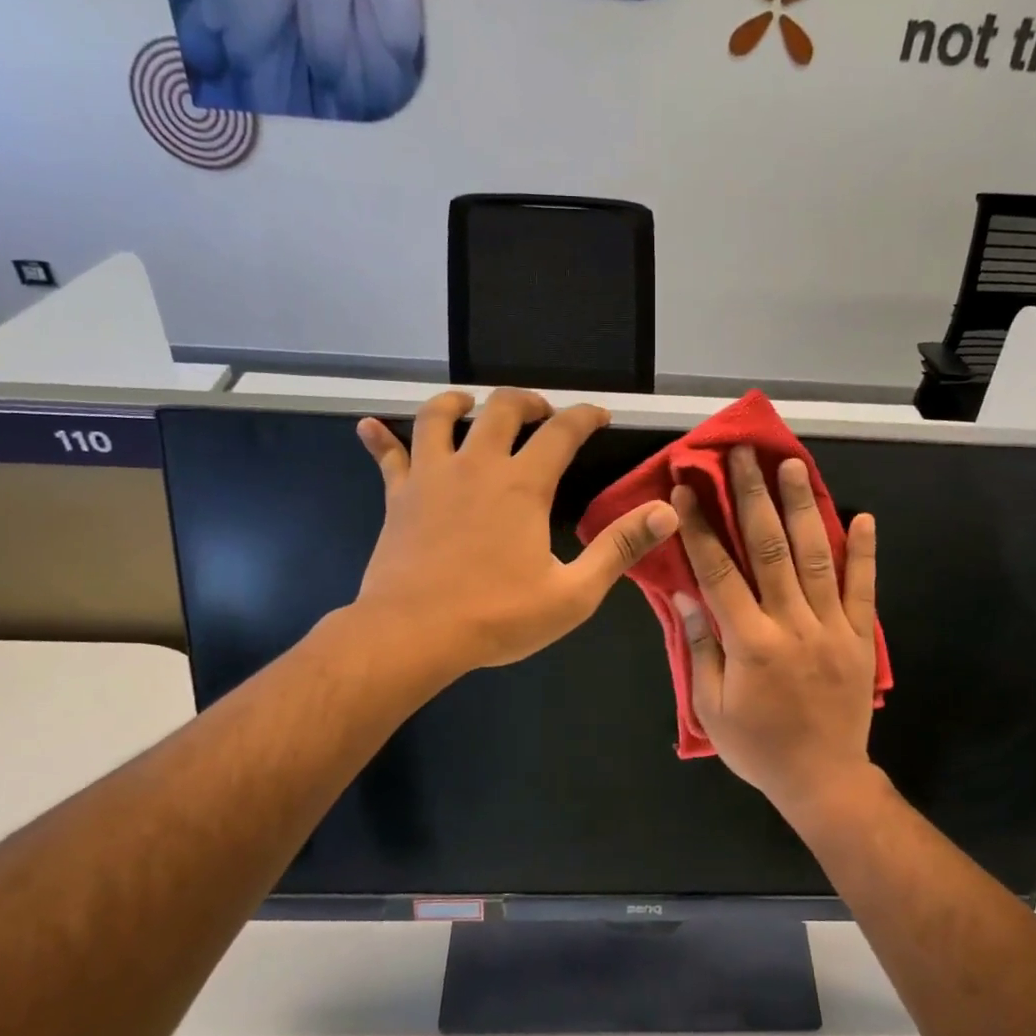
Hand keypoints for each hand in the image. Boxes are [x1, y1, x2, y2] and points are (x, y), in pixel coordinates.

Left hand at [355, 389, 676, 678]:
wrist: (414, 634)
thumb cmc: (497, 616)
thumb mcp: (574, 593)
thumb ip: (619, 548)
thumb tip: (666, 512)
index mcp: (522, 485)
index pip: (562, 432)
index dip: (585, 416)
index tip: (600, 415)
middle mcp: (476, 466)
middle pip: (501, 408)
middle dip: (528, 401)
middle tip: (541, 411)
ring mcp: (432, 477)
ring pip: (439, 417)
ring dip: (458, 402)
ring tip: (470, 404)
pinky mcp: (399, 497)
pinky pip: (387, 456)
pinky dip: (379, 438)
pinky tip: (369, 426)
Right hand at [672, 446, 880, 822]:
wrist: (822, 779)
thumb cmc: (758, 746)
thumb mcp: (712, 706)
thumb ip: (701, 647)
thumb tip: (686, 593)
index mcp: (750, 642)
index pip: (719, 571)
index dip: (702, 526)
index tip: (688, 487)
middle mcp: (792, 624)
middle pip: (769, 549)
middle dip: (753, 496)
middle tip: (743, 454)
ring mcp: (832, 627)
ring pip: (817, 556)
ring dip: (804, 508)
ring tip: (795, 465)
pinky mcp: (860, 637)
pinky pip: (864, 588)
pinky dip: (866, 552)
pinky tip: (864, 516)